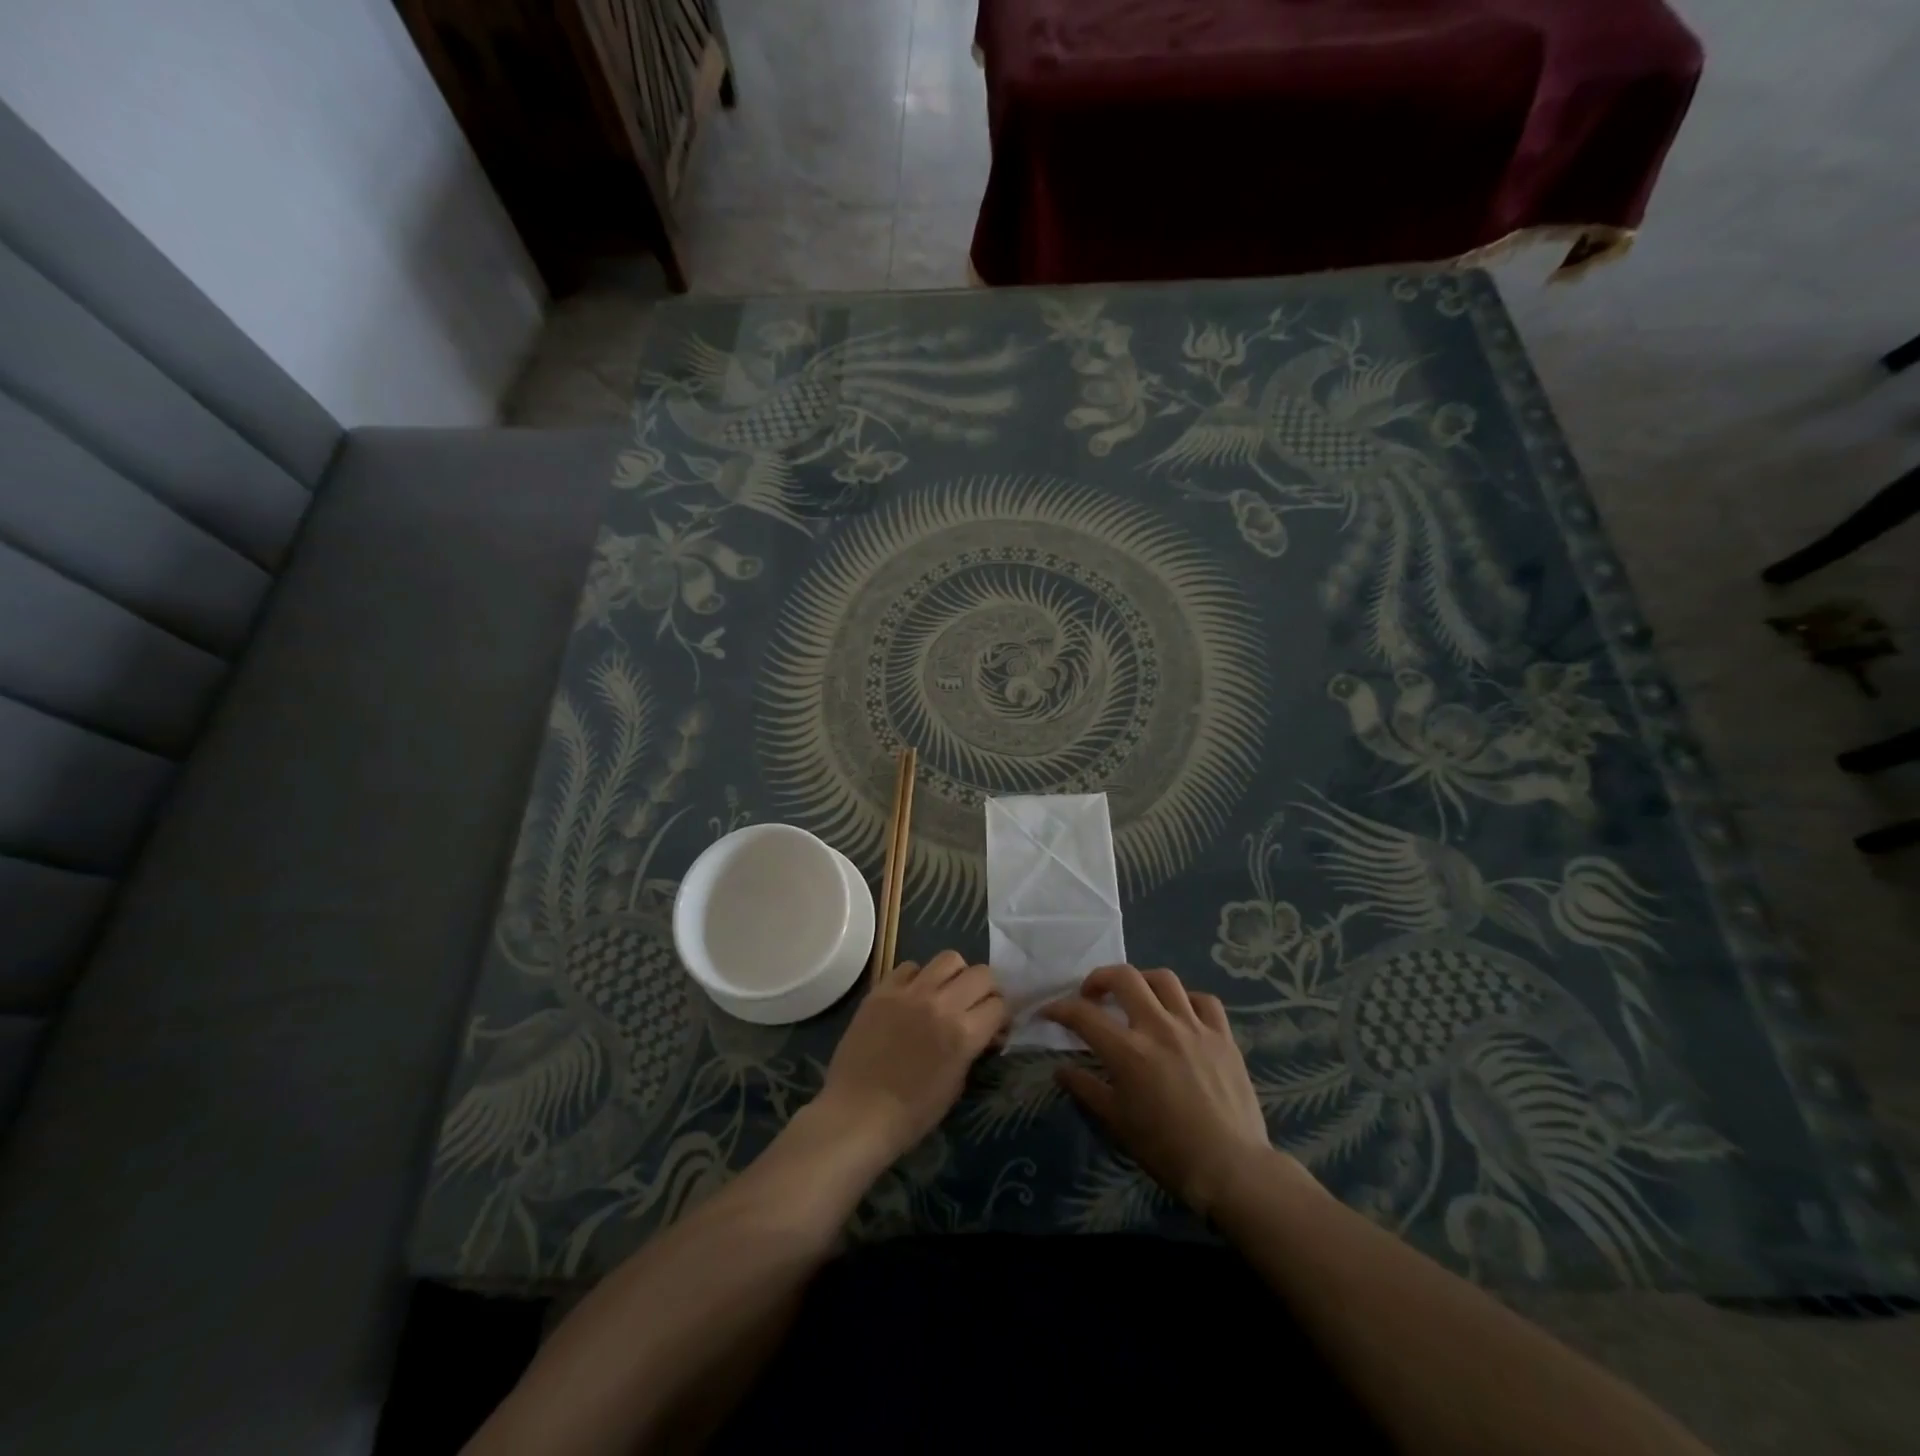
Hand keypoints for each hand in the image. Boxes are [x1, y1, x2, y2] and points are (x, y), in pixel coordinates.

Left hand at [809, 951, 1006, 1165]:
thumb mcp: (956, 1084)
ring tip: (947, 992)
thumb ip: (973, 1048)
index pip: (1000, 1004)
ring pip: (948, 959)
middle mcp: (941, 1004)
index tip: (995, 1025)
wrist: (857, 1114)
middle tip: (976, 1005)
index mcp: (964, 1033)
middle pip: (982, 973)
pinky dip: (918, 977)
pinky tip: (913, 996)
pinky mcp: (882, 989)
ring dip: (956, 975)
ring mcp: (910, 992)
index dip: (1002, 1015)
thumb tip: (985, 1030)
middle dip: (987, 989)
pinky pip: (910, 967)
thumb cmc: (912, 1113)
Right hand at [1042, 965, 1292, 1216]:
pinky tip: (1180, 1015)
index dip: (1059, 1008)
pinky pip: (1204, 1001)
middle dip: (1100, 979)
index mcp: (1129, 1051)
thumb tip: (1061, 1070)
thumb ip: (1087, 1090)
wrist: (1232, 1169)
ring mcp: (1194, 1027)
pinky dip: (1187, 1000)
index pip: (1083, 1014)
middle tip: (1092, 995)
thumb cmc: (1167, 1151)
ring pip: (1164, 979)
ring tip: (1136, 997)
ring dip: (1143, 982)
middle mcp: (1159, 1027)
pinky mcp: (1223, 1036)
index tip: (1049, 1012)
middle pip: (1124, 977)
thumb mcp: (1117, 1123)